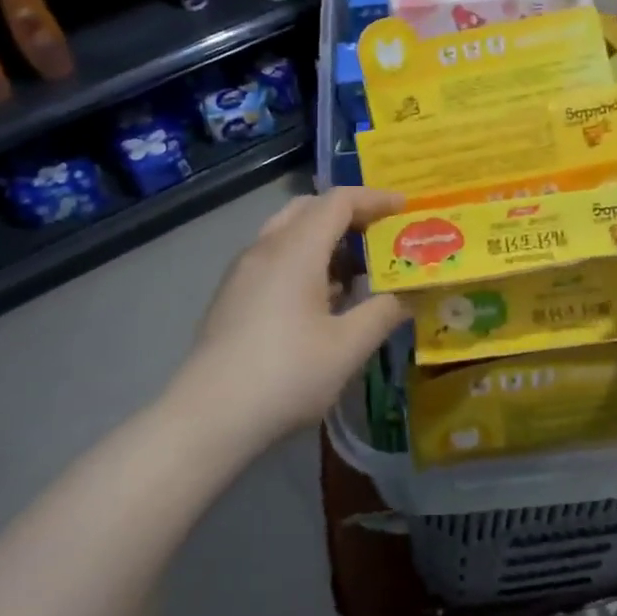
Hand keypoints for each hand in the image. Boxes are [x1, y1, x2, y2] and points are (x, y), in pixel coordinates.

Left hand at [165, 188, 407, 448]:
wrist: (208, 416)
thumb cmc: (286, 375)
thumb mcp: (347, 347)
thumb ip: (382, 313)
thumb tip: (407, 295)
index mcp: (295, 250)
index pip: (338, 201)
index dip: (375, 199)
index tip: (405, 208)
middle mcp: (265, 249)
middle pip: (309, 209)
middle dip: (348, 214)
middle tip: (380, 236)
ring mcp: (243, 272)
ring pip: (288, 233)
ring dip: (325, 239)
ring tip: (357, 271)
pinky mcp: (232, 296)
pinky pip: (274, 258)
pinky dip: (304, 260)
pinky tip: (321, 300)